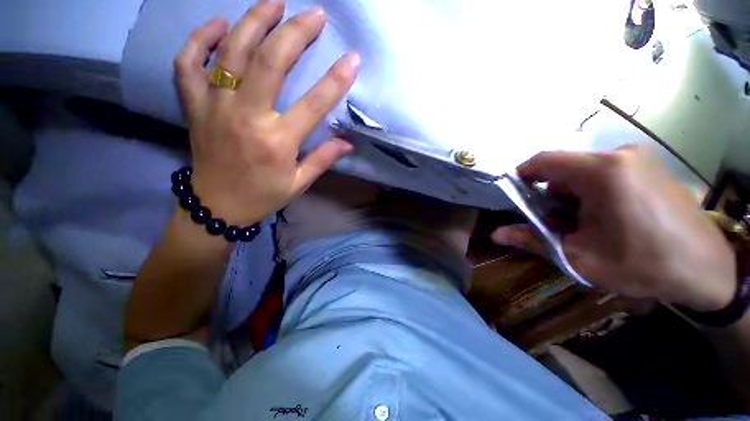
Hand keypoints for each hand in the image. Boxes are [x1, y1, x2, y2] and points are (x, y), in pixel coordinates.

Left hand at [174, 1, 359, 225]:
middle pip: (271, 63)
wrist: (217, 206)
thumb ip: (323, 159)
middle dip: (296, 33)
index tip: (353, 58)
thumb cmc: (263, 195)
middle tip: (315, 14)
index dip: (336, 79)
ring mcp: (215, 108)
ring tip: (275, 2)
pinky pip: (188, 64)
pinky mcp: (194, 106)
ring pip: (232, 53)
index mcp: (278, 142)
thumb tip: (348, 142)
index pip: (314, 104)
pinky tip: (220, 25)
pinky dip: (200, 39)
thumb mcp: (299, 183)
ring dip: (255, 21)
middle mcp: (247, 118)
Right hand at [492, 147, 736, 311]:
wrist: (706, 270)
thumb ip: (532, 240)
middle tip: (550, 221)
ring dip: (571, 194)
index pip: (545, 160)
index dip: (522, 174)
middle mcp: (619, 156)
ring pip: (585, 171)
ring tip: (579, 223)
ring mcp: (638, 159)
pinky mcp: (650, 167)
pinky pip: (607, 173)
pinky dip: (592, 191)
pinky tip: (603, 217)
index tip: (514, 193)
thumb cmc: (641, 264)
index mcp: (601, 172)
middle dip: (549, 193)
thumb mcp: (579, 256)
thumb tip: (496, 234)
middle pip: (565, 168)